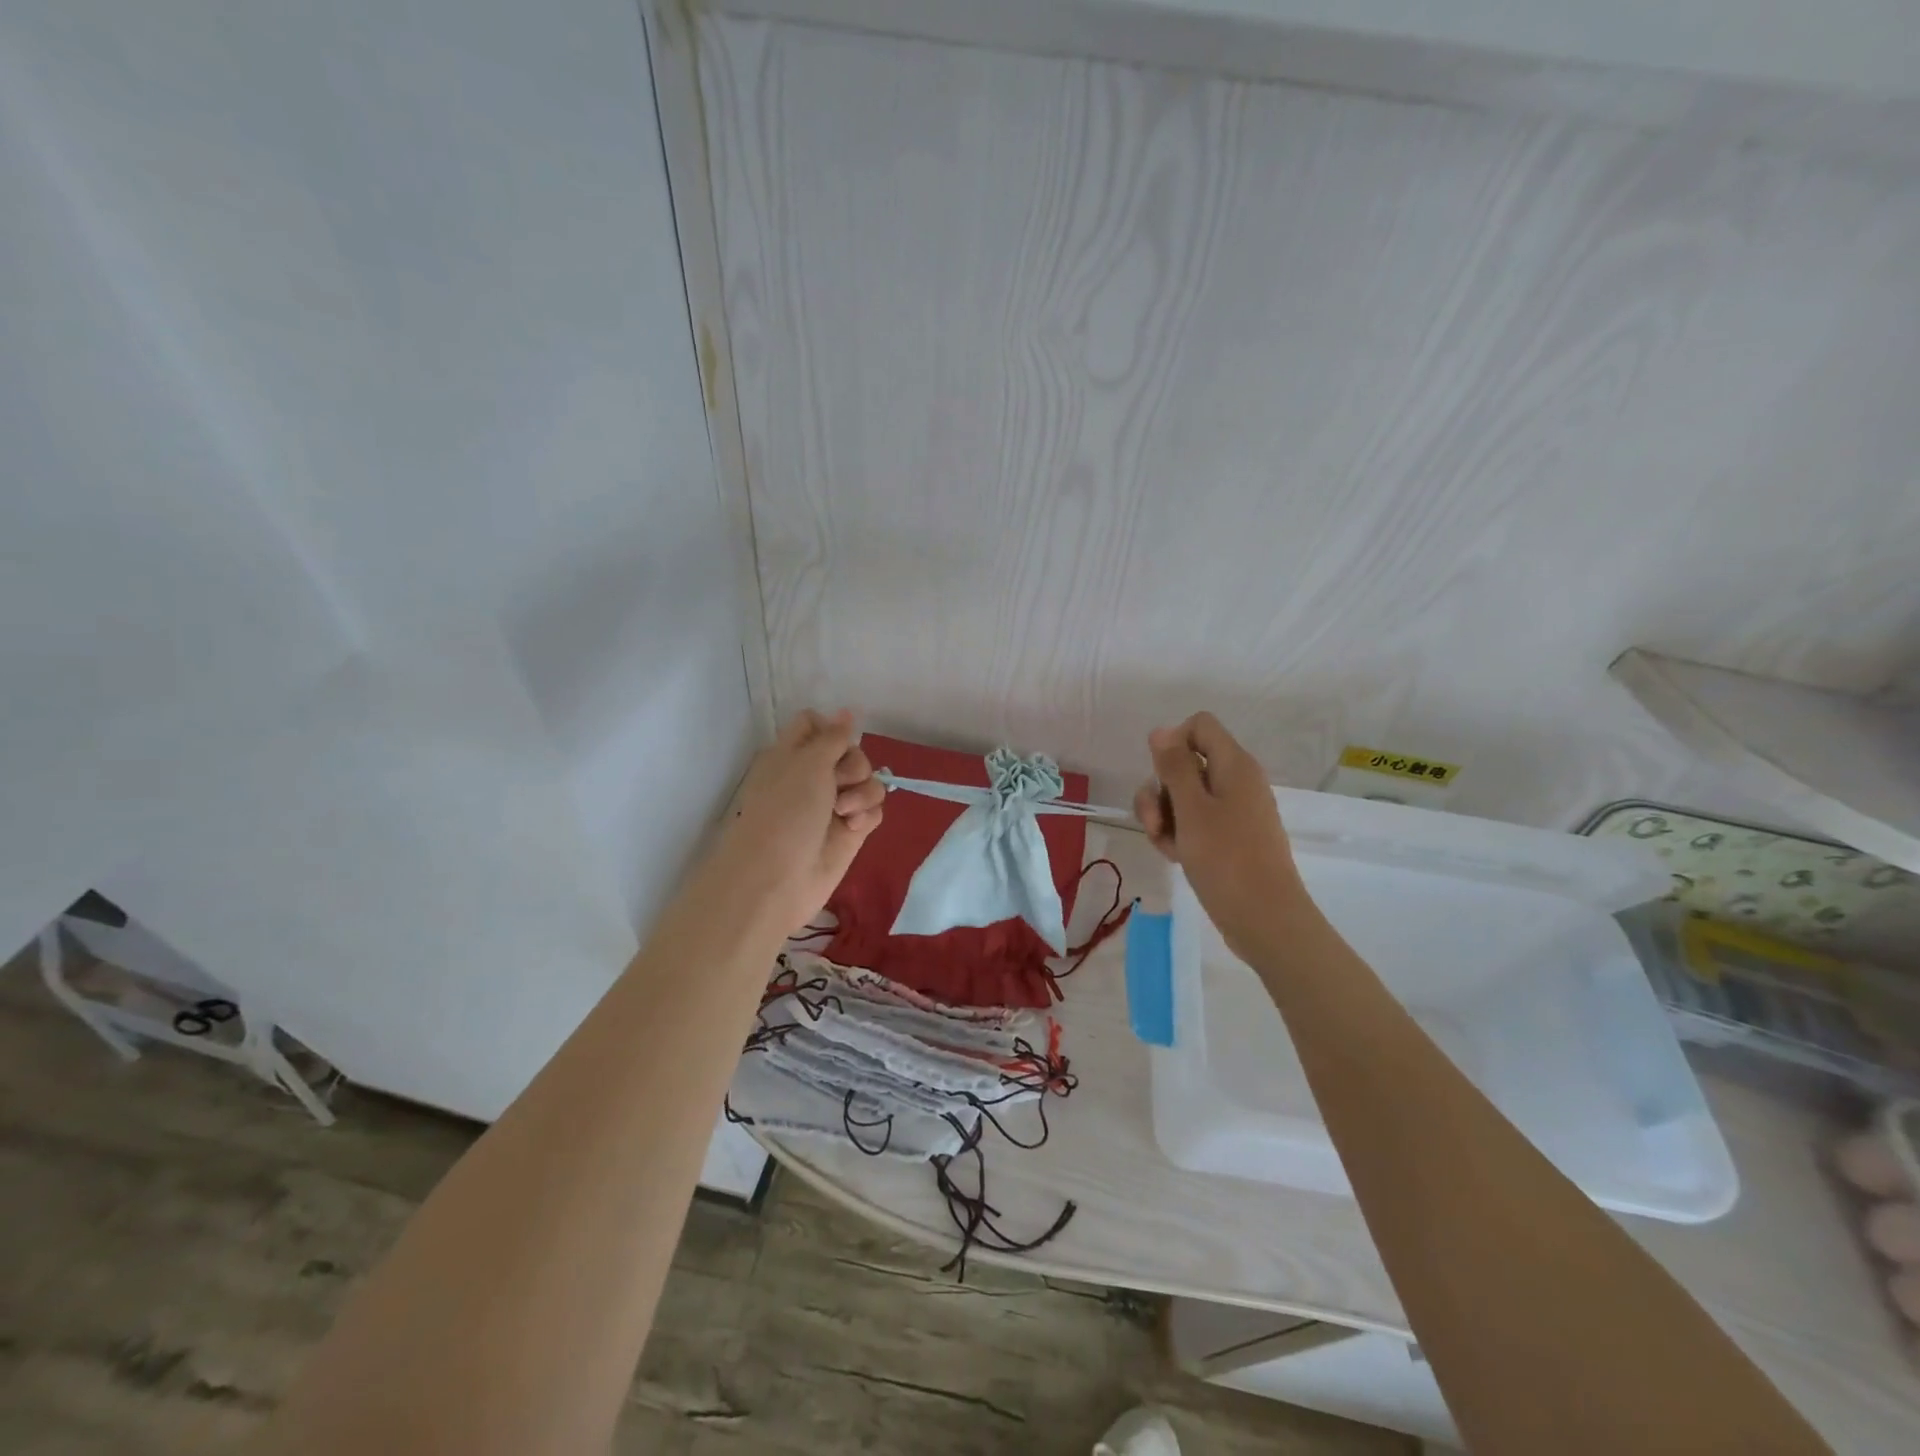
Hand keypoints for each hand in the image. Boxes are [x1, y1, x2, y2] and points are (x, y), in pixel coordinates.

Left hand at [714, 709, 884, 935]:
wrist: (777, 879)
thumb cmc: (785, 812)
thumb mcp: (807, 764)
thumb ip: (833, 737)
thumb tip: (846, 712)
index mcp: (792, 754)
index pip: (816, 725)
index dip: (831, 729)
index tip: (838, 742)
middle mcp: (813, 777)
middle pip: (851, 752)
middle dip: (854, 764)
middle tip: (839, 782)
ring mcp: (832, 806)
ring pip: (867, 781)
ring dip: (863, 792)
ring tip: (845, 813)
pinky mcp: (849, 832)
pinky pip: (873, 810)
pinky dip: (866, 816)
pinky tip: (852, 828)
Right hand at [1133, 712, 1306, 960]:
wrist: (1264, 919)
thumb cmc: (1227, 859)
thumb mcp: (1191, 809)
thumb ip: (1174, 766)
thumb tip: (1161, 730)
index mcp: (1234, 765)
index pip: (1199, 726)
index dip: (1173, 742)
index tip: (1161, 776)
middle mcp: (1235, 781)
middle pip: (1185, 763)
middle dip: (1160, 790)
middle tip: (1155, 823)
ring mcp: (1233, 811)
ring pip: (1183, 796)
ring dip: (1164, 816)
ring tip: (1165, 846)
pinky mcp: (1228, 837)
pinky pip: (1194, 822)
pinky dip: (1179, 834)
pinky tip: (1176, 857)